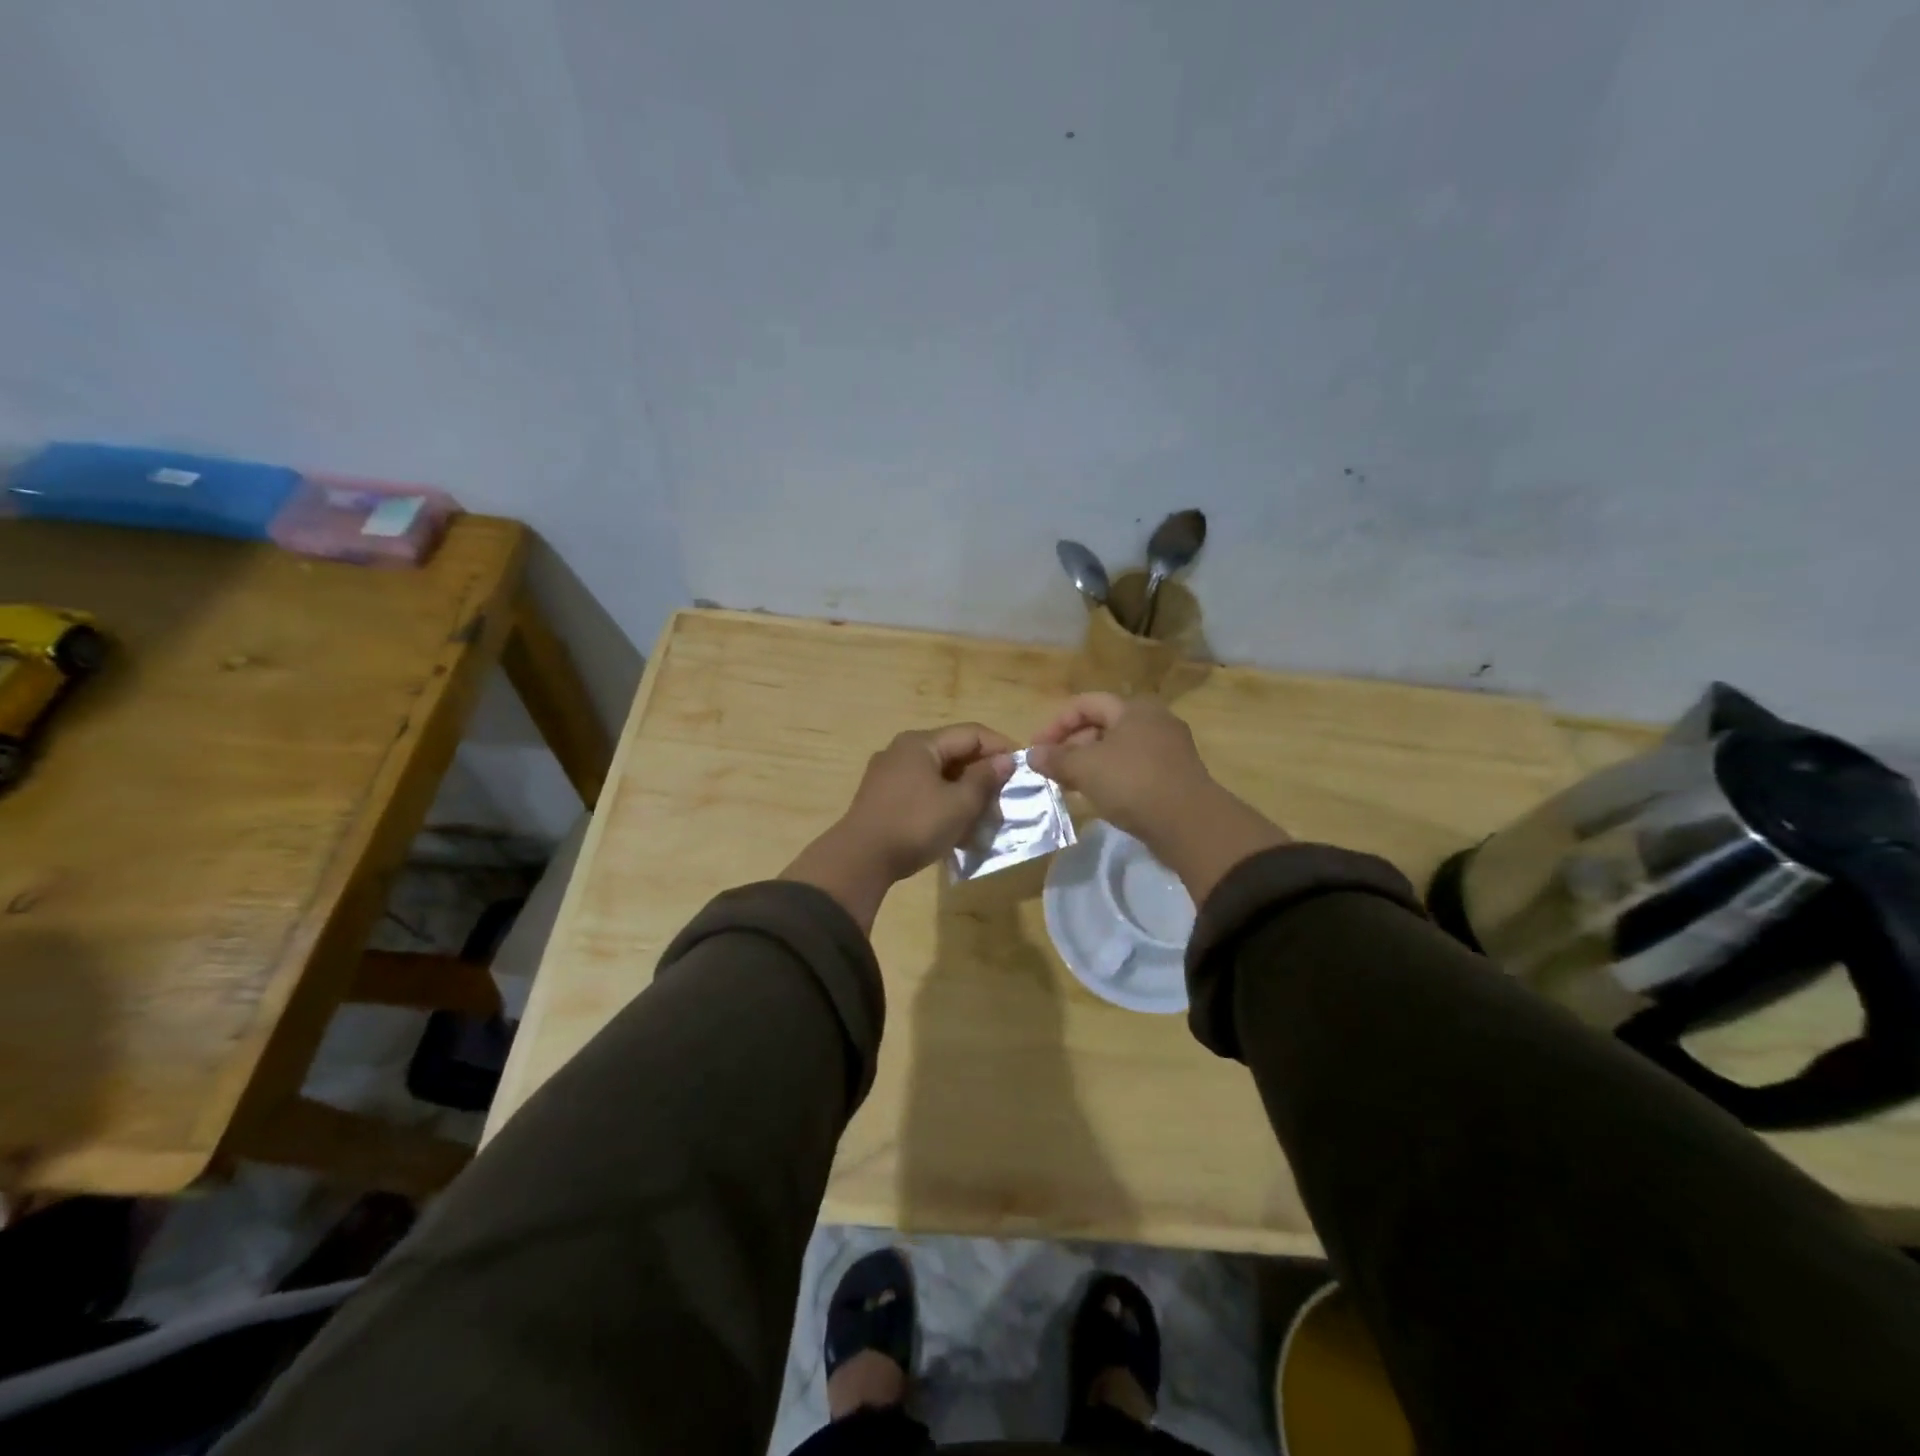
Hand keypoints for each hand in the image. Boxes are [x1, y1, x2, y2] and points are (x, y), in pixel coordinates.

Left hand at [783, 724, 1017, 929]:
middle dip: (983, 775)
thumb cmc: (915, 825)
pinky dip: (944, 804)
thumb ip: (985, 779)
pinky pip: (923, 792)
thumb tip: (1005, 760)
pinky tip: (958, 829)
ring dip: (965, 793)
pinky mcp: (883, 799)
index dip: (1001, 747)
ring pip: (939, 776)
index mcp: (921, 743)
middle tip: (1005, 798)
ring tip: (984, 818)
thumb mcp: (959, 804)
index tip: (1023, 769)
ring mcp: (889, 775)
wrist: (860, 860)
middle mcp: (903, 751)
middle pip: (954, 754)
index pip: (971, 733)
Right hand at [1027, 693, 1212, 844]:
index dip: (1055, 724)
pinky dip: (1110, 778)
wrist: (1190, 824)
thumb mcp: (1086, 768)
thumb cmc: (1134, 782)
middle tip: (1051, 770)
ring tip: (1068, 786)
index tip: (1036, 749)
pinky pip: (1132, 769)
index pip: (1085, 704)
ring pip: (1116, 750)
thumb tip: (1031, 755)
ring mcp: (1167, 750)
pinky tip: (1097, 798)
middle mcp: (1154, 721)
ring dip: (1088, 765)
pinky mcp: (1173, 777)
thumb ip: (1056, 758)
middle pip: (1102, 726)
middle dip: (1071, 746)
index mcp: (1134, 708)